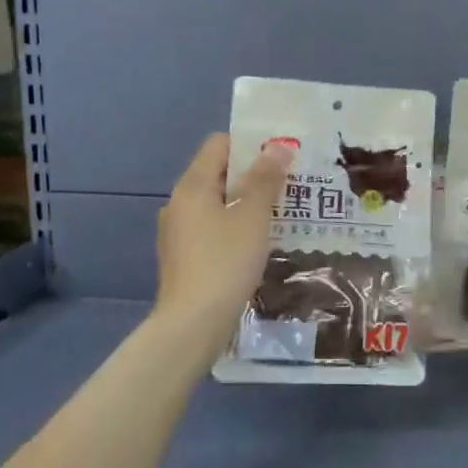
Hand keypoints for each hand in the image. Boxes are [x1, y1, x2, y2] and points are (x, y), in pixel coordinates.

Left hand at [154, 134, 291, 338]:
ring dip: (246, 205)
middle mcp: (179, 203)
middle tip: (290, 187)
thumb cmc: (225, 262)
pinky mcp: (183, 258)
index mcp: (192, 185)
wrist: (193, 323)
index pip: (219, 144)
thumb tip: (277, 146)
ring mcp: (178, 232)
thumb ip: (265, 179)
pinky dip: (234, 229)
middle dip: (253, 177)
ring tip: (280, 216)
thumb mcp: (253, 217)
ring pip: (217, 205)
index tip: (281, 159)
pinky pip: (212, 230)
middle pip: (218, 174)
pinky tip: (257, 246)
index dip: (250, 145)